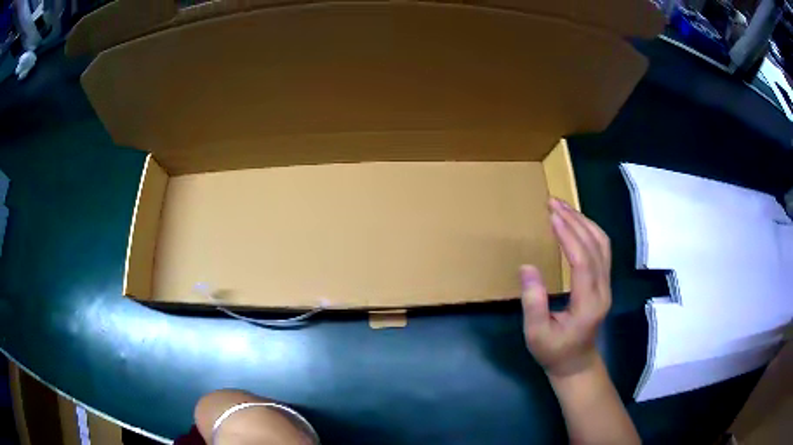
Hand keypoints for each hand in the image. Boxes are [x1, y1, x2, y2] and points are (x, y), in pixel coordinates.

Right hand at [521, 198, 611, 377]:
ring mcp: (607, 285)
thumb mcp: (537, 334)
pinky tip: (576, 223)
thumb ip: (533, 303)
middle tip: (553, 203)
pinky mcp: (604, 283)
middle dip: (575, 221)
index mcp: (589, 304)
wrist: (576, 364)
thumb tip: (527, 267)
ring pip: (603, 244)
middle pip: (596, 246)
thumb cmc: (554, 352)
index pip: (583, 261)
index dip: (569, 237)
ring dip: (584, 222)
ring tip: (563, 207)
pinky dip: (589, 231)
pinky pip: (602, 249)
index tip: (552, 217)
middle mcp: (603, 290)